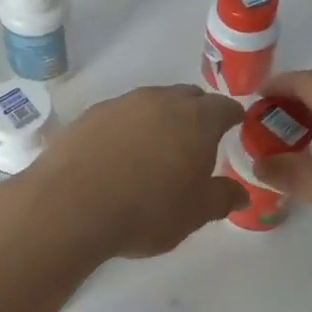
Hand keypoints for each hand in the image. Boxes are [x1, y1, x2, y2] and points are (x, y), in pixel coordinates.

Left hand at [28, 84, 248, 259]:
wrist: (71, 205)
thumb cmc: (147, 210)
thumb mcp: (195, 214)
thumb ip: (222, 197)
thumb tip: (240, 191)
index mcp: (196, 119)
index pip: (224, 107)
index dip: (232, 118)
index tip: (234, 129)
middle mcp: (161, 100)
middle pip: (188, 98)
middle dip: (196, 115)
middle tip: (195, 144)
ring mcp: (122, 103)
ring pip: (151, 104)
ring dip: (159, 121)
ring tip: (154, 152)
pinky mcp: (90, 114)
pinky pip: (120, 116)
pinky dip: (127, 130)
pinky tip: (118, 156)